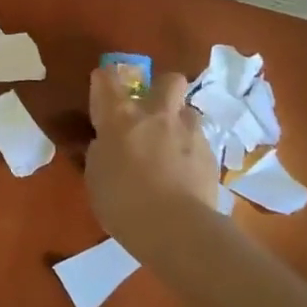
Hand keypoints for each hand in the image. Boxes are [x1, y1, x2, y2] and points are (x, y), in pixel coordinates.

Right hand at [85, 67, 218, 249]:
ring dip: (179, 123)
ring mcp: (189, 131)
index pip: (106, 78)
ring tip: (172, 148)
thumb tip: (107, 143)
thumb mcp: (96, 177)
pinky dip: (191, 152)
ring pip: (189, 111)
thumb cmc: (122, 202)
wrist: (174, 228)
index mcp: (120, 116)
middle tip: (151, 113)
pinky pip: (200, 141)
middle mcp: (157, 114)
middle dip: (161, 89)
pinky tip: (185, 174)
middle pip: (169, 80)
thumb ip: (101, 152)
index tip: (102, 94)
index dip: (103, 82)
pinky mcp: (211, 154)